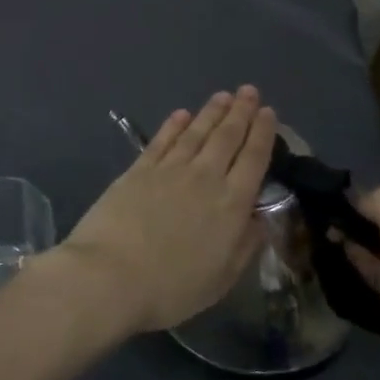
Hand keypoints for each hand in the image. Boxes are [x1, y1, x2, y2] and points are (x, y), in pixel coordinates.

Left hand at [55, 87, 275, 334]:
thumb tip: (260, 219)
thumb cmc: (171, 288)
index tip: (268, 113)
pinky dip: (173, 125)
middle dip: (240, 112)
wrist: (110, 274)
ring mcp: (168, 170)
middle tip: (248, 91)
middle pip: (226, 137)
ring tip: (223, 96)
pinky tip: (181, 114)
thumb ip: (244, 245)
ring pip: (196, 132)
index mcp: (230, 205)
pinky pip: (161, 140)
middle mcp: (204, 178)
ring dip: (211, 112)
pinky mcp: (138, 169)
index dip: (262, 134)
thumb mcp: (220, 279)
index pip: (253, 160)